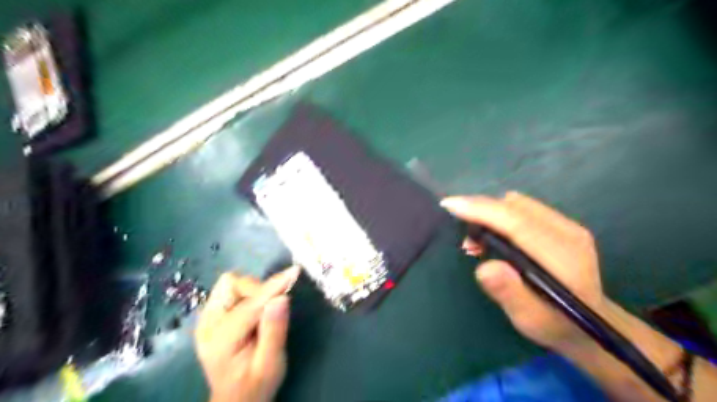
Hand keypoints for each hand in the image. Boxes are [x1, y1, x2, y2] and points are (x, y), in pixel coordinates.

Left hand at [194, 266, 300, 401]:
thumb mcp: (271, 364)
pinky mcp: (212, 314)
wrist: (236, 399)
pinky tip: (256, 313)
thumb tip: (282, 297)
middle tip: (276, 308)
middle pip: (232, 286)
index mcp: (219, 341)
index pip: (249, 305)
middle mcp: (206, 324)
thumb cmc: (256, 385)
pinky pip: (231, 290)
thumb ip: (275, 330)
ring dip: (254, 291)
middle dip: (259, 290)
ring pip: (231, 284)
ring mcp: (206, 317)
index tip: (294, 272)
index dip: (273, 287)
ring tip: (265, 313)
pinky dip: (249, 294)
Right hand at [443, 192, 603, 350]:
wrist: (590, 325)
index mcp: (562, 256)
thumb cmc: (553, 324)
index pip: (516, 222)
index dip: (481, 210)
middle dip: (481, 212)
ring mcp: (568, 225)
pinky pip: (523, 207)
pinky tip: (496, 235)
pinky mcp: (563, 224)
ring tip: (480, 241)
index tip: (450, 205)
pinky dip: (501, 215)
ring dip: (490, 213)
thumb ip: (508, 292)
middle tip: (466, 240)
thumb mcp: (528, 318)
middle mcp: (568, 232)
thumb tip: (484, 267)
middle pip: (515, 207)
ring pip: (518, 203)